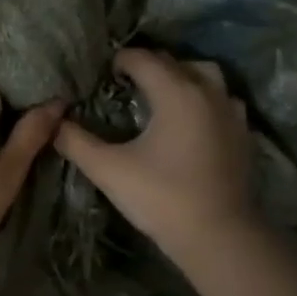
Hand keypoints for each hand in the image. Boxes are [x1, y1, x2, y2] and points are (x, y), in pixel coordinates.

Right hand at [54, 48, 256, 264]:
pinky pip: (222, 100)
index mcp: (176, 92)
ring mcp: (231, 112)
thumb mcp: (108, 170)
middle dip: (149, 66)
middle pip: (175, 62)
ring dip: (181, 77)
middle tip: (125, 84)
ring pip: (205, 76)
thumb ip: (76, 142)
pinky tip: (190, 121)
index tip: (103, 74)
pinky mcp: (243, 134)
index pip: (143, 59)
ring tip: (162, 96)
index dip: (120, 61)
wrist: (218, 236)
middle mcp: (208, 92)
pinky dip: (203, 99)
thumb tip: (54, 123)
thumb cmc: (161, 197)